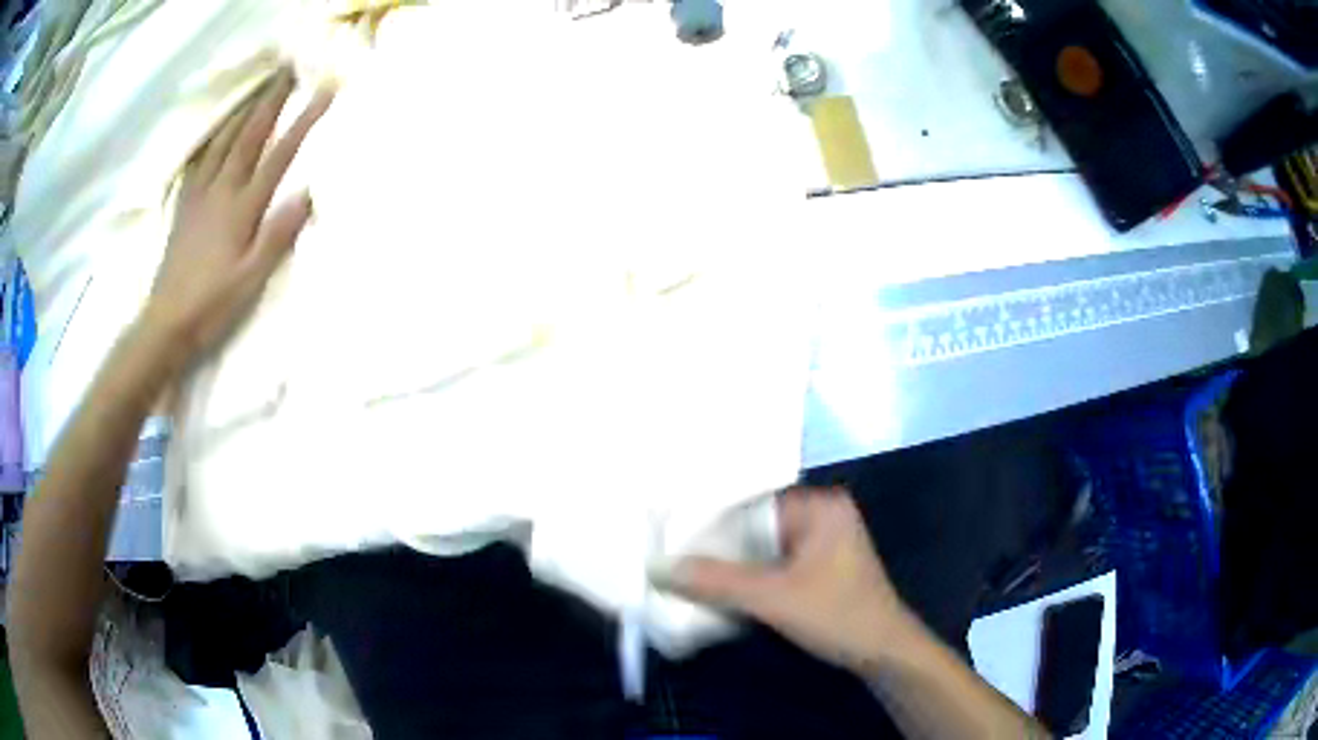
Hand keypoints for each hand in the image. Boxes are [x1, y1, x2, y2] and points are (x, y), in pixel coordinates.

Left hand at [146, 67, 333, 359]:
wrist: (166, 323)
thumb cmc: (212, 305)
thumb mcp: (251, 279)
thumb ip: (278, 235)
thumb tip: (308, 192)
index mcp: (241, 208)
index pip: (279, 155)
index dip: (304, 121)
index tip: (325, 91)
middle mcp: (221, 191)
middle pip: (250, 135)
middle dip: (272, 100)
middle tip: (289, 71)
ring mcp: (200, 195)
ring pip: (225, 141)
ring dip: (245, 110)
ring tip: (260, 88)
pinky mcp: (185, 206)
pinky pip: (200, 160)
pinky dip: (213, 138)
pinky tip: (219, 130)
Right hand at [660, 487, 912, 673]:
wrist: (883, 653)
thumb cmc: (837, 615)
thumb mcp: (773, 598)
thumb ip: (716, 581)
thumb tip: (659, 567)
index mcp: (819, 506)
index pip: (750, 503)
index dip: (710, 523)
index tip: (670, 540)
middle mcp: (822, 515)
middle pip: (755, 527)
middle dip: (719, 548)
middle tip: (673, 560)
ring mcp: (823, 543)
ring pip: (763, 549)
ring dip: (733, 567)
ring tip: (688, 574)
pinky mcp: (821, 568)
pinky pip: (775, 564)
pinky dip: (751, 578)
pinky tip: (722, 590)